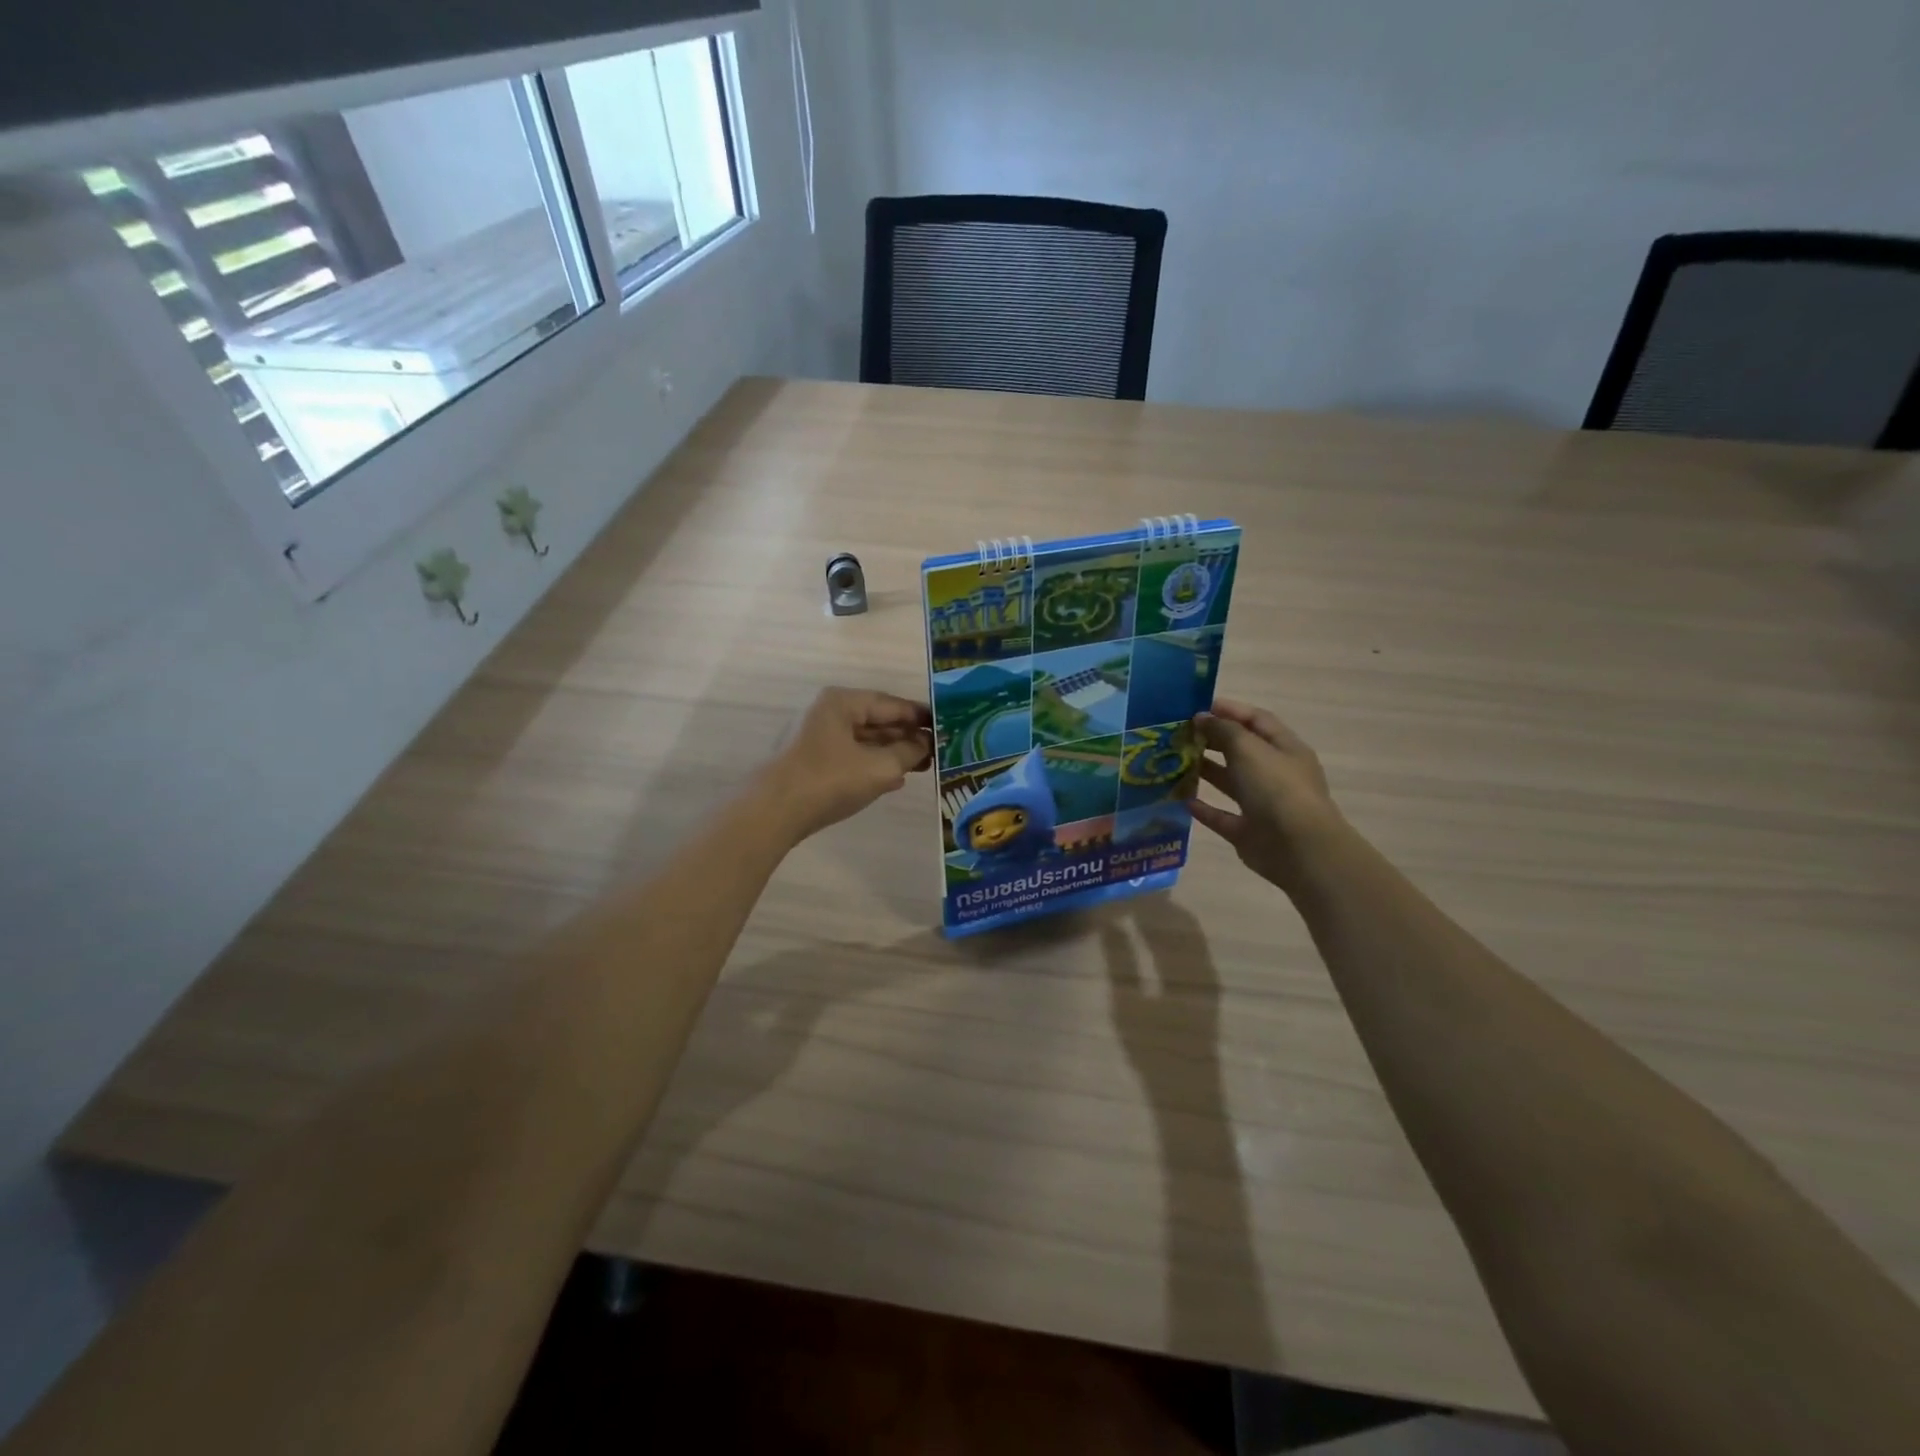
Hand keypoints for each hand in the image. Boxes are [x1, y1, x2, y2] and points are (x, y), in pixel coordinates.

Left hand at [760, 687, 933, 841]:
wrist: (772, 812)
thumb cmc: (829, 780)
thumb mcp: (879, 767)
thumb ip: (908, 752)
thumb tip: (925, 744)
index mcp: (842, 702)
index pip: (891, 704)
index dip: (920, 716)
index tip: (946, 726)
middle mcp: (827, 713)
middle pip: (876, 721)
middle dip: (907, 736)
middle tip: (938, 751)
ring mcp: (815, 738)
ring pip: (864, 741)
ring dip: (892, 753)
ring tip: (922, 766)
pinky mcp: (810, 763)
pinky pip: (850, 757)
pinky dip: (873, 765)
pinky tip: (893, 780)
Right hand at [1191, 698, 1343, 892]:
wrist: (1298, 849)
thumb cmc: (1277, 789)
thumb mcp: (1249, 749)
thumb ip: (1223, 730)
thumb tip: (1202, 718)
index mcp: (1285, 749)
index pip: (1257, 720)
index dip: (1229, 710)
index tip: (1195, 708)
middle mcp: (1275, 774)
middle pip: (1241, 750)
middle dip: (1212, 739)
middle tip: (1178, 734)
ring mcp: (1262, 804)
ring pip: (1230, 782)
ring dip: (1205, 771)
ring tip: (1174, 762)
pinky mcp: (1248, 832)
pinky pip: (1222, 816)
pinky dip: (1204, 809)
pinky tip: (1181, 800)